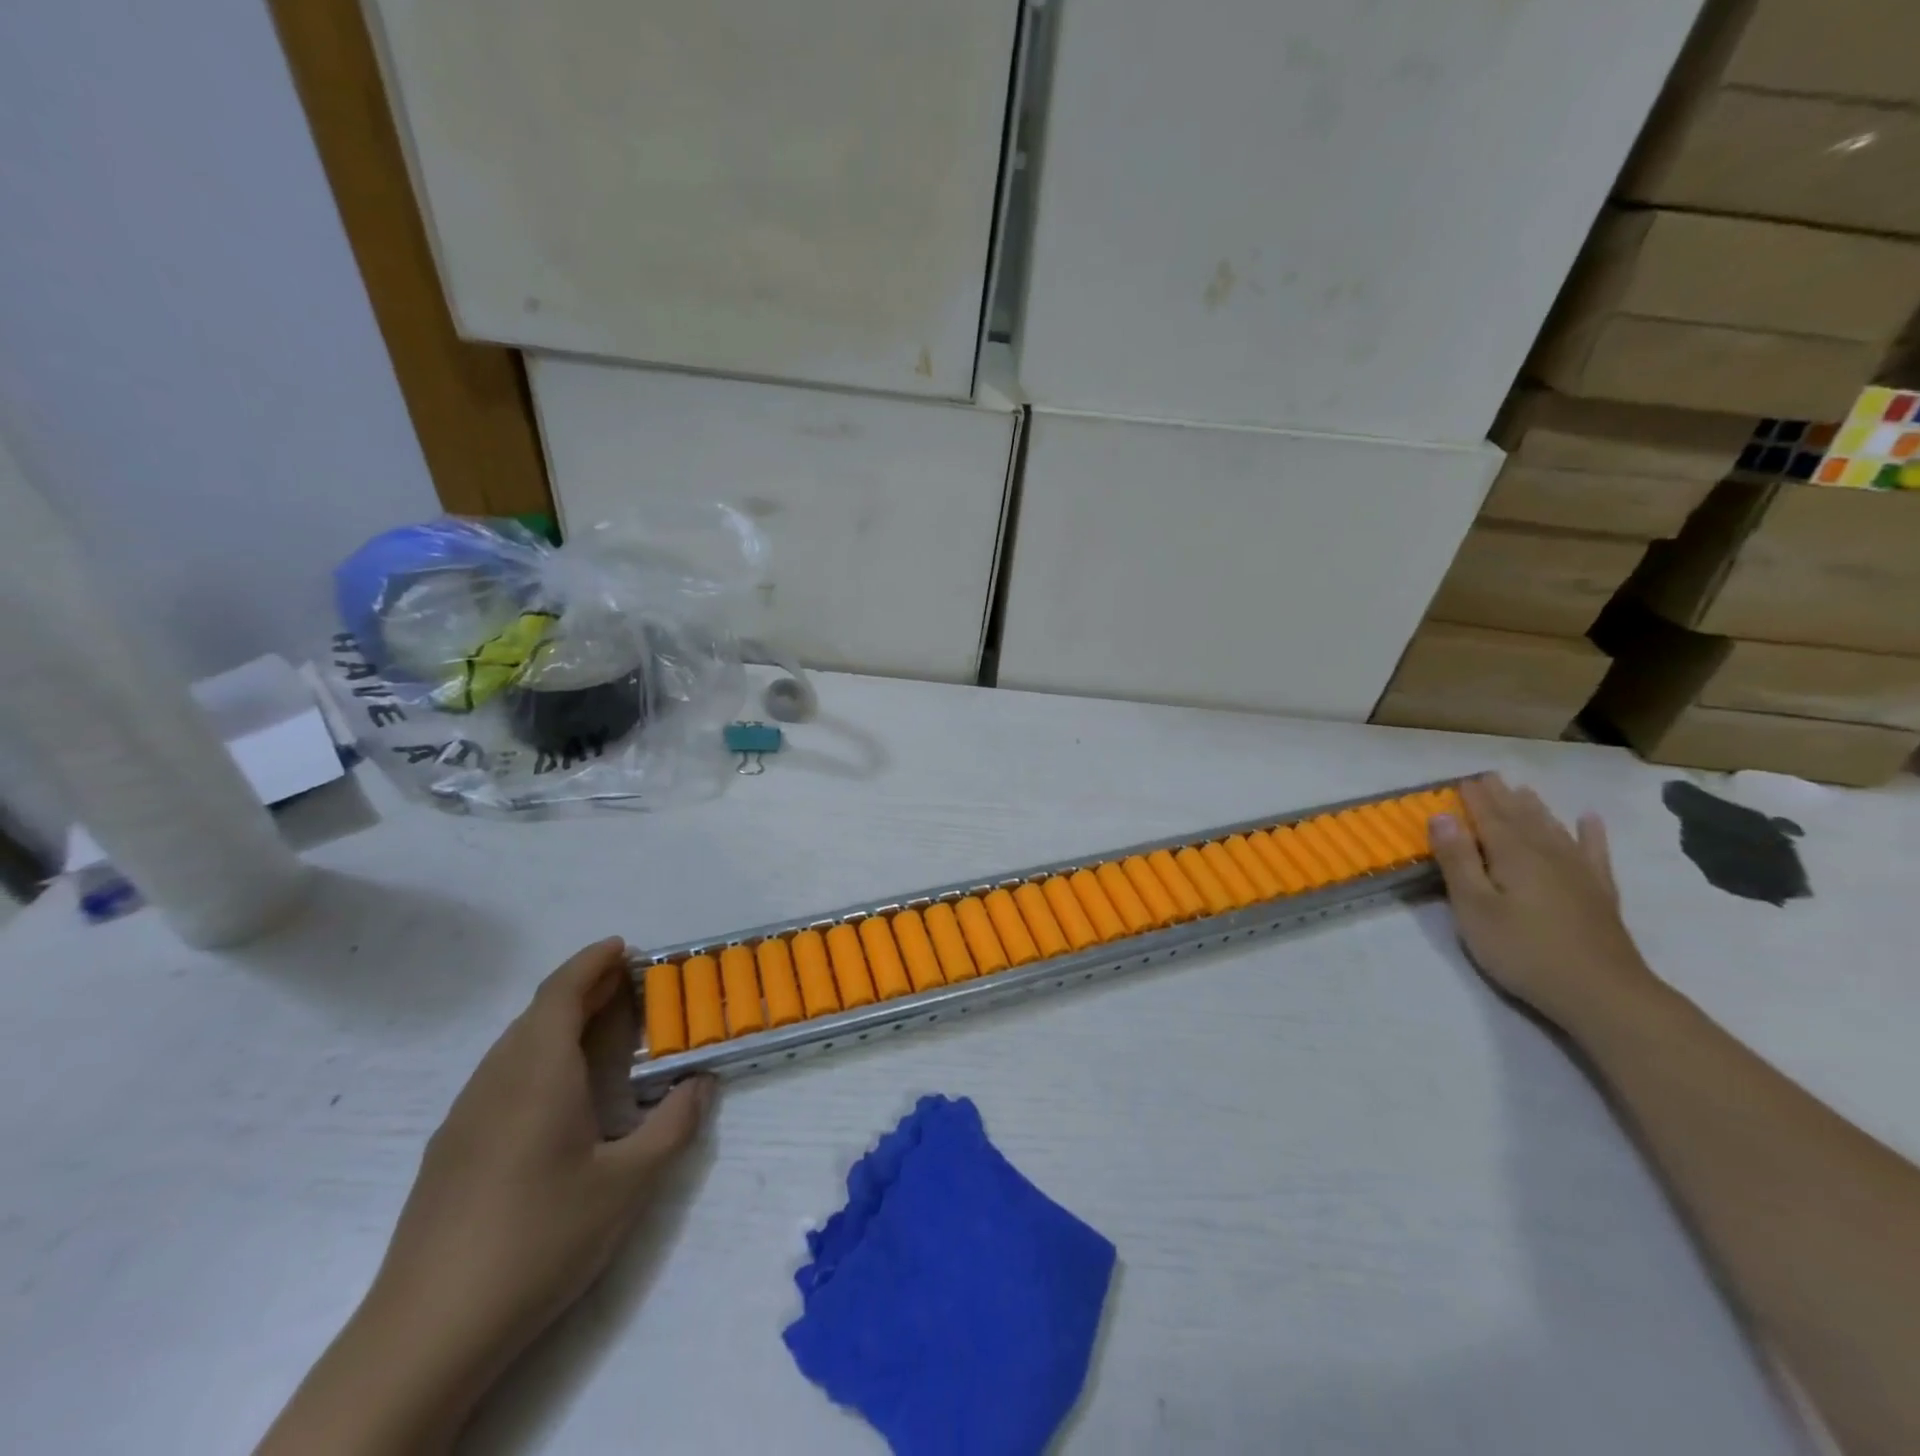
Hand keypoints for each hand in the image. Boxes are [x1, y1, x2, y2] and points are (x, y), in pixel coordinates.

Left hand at [376, 938, 711, 1378]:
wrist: (425, 1333)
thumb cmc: (539, 1239)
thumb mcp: (629, 1184)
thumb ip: (674, 1124)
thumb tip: (702, 1083)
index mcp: (538, 1072)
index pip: (561, 992)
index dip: (592, 962)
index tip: (624, 947)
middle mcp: (496, 1080)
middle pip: (538, 1013)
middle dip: (583, 988)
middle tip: (628, 986)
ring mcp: (465, 1116)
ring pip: (514, 1044)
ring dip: (558, 1022)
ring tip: (600, 1030)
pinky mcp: (449, 1150)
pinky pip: (499, 1075)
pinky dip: (537, 1056)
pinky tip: (556, 1094)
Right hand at [1429, 775, 1662, 1033]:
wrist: (1602, 993)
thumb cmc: (1523, 950)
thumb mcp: (1474, 908)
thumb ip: (1457, 861)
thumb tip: (1441, 815)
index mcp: (1512, 855)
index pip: (1488, 817)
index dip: (1474, 798)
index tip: (1462, 779)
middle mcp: (1547, 854)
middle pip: (1521, 818)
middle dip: (1502, 797)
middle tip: (1489, 777)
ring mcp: (1578, 873)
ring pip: (1553, 829)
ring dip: (1536, 808)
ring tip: (1524, 791)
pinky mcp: (1599, 894)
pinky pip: (1594, 853)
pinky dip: (1590, 834)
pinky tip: (1589, 820)